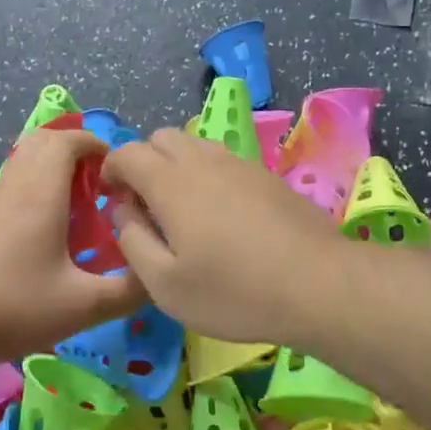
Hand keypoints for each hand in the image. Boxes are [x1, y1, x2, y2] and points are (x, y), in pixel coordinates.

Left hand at [0, 127, 145, 364]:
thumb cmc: (16, 308)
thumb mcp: (83, 306)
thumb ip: (128, 291)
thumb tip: (157, 278)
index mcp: (40, 194)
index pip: (67, 141)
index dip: (95, 144)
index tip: (115, 170)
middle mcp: (12, 187)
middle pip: (41, 142)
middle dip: (73, 151)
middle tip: (96, 184)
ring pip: (21, 164)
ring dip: (50, 172)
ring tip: (73, 210)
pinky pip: (7, 188)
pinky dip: (29, 192)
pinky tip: (38, 236)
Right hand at [102, 127, 348, 343]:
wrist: (318, 285)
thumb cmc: (233, 291)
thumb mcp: (164, 284)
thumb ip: (132, 240)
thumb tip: (123, 210)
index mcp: (170, 182)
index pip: (127, 152)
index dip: (111, 169)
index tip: (112, 196)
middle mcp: (202, 160)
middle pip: (161, 138)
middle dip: (143, 161)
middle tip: (145, 203)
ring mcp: (239, 164)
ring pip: (195, 144)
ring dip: (176, 164)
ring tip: (182, 207)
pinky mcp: (266, 176)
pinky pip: (224, 159)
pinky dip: (207, 173)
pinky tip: (220, 213)